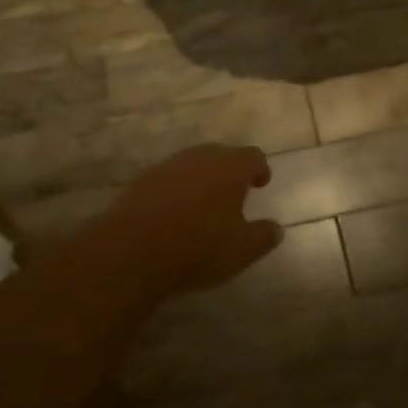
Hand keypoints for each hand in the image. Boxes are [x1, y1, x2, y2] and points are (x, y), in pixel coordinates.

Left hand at [93, 145, 280, 301]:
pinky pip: (168, 180)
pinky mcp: (141, 181)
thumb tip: (276, 229)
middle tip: (234, 193)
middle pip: (221, 155)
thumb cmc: (197, 248)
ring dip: (201, 180)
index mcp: (230, 167)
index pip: (253, 156)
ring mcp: (167, 166)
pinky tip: (174, 214)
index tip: (261, 183)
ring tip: (204, 205)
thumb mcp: (241, 250)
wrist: (131, 252)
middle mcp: (200, 157)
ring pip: (192, 165)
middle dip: (230, 171)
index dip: (259, 169)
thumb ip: (263, 236)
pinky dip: (176, 191)